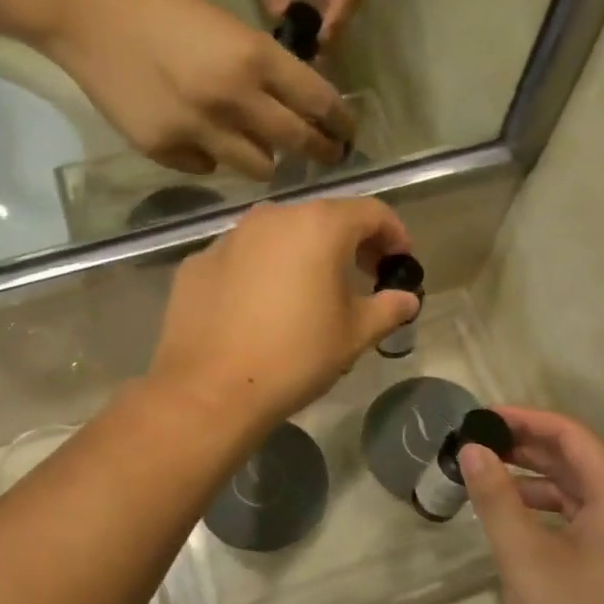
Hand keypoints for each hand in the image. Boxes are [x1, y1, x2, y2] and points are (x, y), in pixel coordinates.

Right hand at [46, 0, 351, 179]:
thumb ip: (261, 67)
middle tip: (328, 156)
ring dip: (265, 159)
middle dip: (320, 152)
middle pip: (297, 142)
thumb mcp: (227, 25)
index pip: (319, 102)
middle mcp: (234, 100)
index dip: (340, 122)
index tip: (347, 133)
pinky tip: (198, 136)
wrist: (87, 16)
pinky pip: (208, 168)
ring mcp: (199, 131)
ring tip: (257, 148)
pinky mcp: (166, 151)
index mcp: (254, 58)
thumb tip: (290, 106)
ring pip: (258, 168)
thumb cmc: (159, 6)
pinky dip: (212, 157)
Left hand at [148, 198, 414, 434]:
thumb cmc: (294, 358)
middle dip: (348, 243)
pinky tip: (259, 309)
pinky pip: (241, 258)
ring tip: (308, 293)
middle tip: (361, 277)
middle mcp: (270, 218)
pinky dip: (259, 272)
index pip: (371, 212)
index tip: (400, 264)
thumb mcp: (353, 335)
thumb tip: (406, 299)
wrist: (209, 391)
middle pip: (321, 218)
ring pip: (277, 236)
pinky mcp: (197, 263)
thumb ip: (387, 308)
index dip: (394, 235)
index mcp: (317, 226)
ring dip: (301, 254)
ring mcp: (227, 238)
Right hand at [459, 408, 603, 603]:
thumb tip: (473, 449)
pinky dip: (549, 508)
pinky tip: (516, 517)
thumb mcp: (524, 556)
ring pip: (583, 491)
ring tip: (489, 474)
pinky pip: (586, 519)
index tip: (482, 416)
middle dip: (529, 445)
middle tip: (478, 441)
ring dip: (538, 477)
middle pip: (581, 459)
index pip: (574, 436)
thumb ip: (496, 497)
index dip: (527, 419)